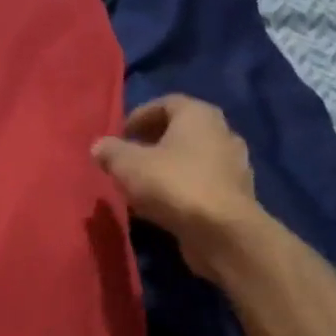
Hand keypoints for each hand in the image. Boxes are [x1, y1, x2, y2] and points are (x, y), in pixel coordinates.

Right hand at [91, 95, 256, 274]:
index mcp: (198, 114)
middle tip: (129, 159)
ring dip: (167, 168)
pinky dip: (181, 189)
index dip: (140, 116)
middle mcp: (221, 132)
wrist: (222, 231)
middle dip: (152, 143)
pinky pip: (201, 184)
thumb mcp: (129, 166)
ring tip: (142, 185)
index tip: (121, 134)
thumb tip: (99, 146)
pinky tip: (162, 206)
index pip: (166, 103)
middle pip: (181, 131)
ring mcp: (233, 165)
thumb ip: (111, 152)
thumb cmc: (174, 184)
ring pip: (192, 159)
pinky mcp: (235, 195)